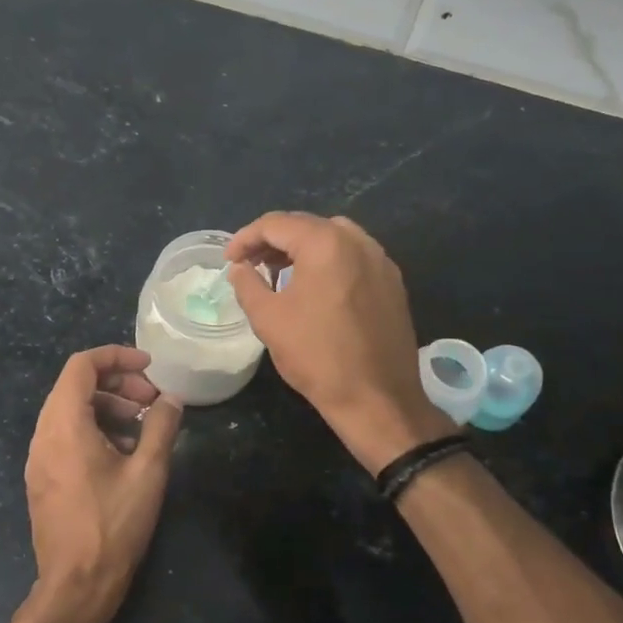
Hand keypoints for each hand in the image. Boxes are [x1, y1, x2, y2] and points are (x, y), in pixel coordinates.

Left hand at [22, 346, 182, 622]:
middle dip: (117, 383)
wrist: (76, 586)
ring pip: (70, 412)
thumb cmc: (113, 526)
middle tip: (152, 401)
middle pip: (75, 386)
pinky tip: (123, 454)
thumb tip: (172, 399)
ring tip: (142, 427)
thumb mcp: (148, 472)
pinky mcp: (42, 478)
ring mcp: (39, 458)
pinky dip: (94, 429)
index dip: (116, 356)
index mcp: (64, 424)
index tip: (149, 367)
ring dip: (107, 407)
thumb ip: (161, 427)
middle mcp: (43, 434)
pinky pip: (65, 436)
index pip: (82, 366)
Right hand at [225, 212, 454, 471]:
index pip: (276, 224)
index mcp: (326, 243)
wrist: (377, 398)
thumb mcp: (268, 318)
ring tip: (279, 272)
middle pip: (306, 226)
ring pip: (333, 238)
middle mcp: (358, 241)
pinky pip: (353, 257)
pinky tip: (314, 288)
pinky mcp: (392, 283)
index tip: (229, 261)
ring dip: (301, 248)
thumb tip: (240, 268)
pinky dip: (328, 261)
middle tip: (250, 264)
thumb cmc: (316, 356)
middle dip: (273, 241)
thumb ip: (248, 284)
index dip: (245, 238)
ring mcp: (380, 261)